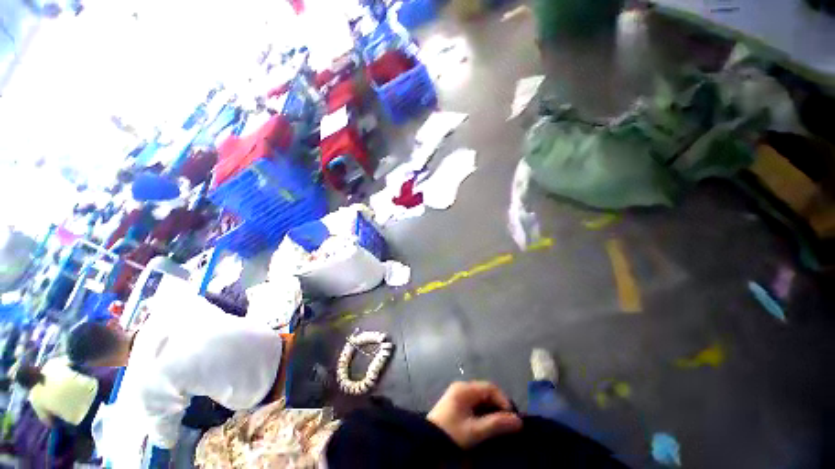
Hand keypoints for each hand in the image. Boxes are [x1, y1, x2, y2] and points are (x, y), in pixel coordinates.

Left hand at [427, 381, 522, 447]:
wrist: (427, 442)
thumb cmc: (452, 433)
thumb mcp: (475, 431)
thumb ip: (496, 424)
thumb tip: (518, 421)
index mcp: (465, 389)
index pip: (490, 388)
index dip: (504, 401)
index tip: (513, 418)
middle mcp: (461, 387)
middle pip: (486, 392)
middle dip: (498, 406)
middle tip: (508, 424)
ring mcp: (458, 395)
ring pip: (481, 398)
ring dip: (492, 410)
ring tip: (500, 426)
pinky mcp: (456, 404)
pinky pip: (474, 403)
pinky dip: (483, 412)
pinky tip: (487, 425)